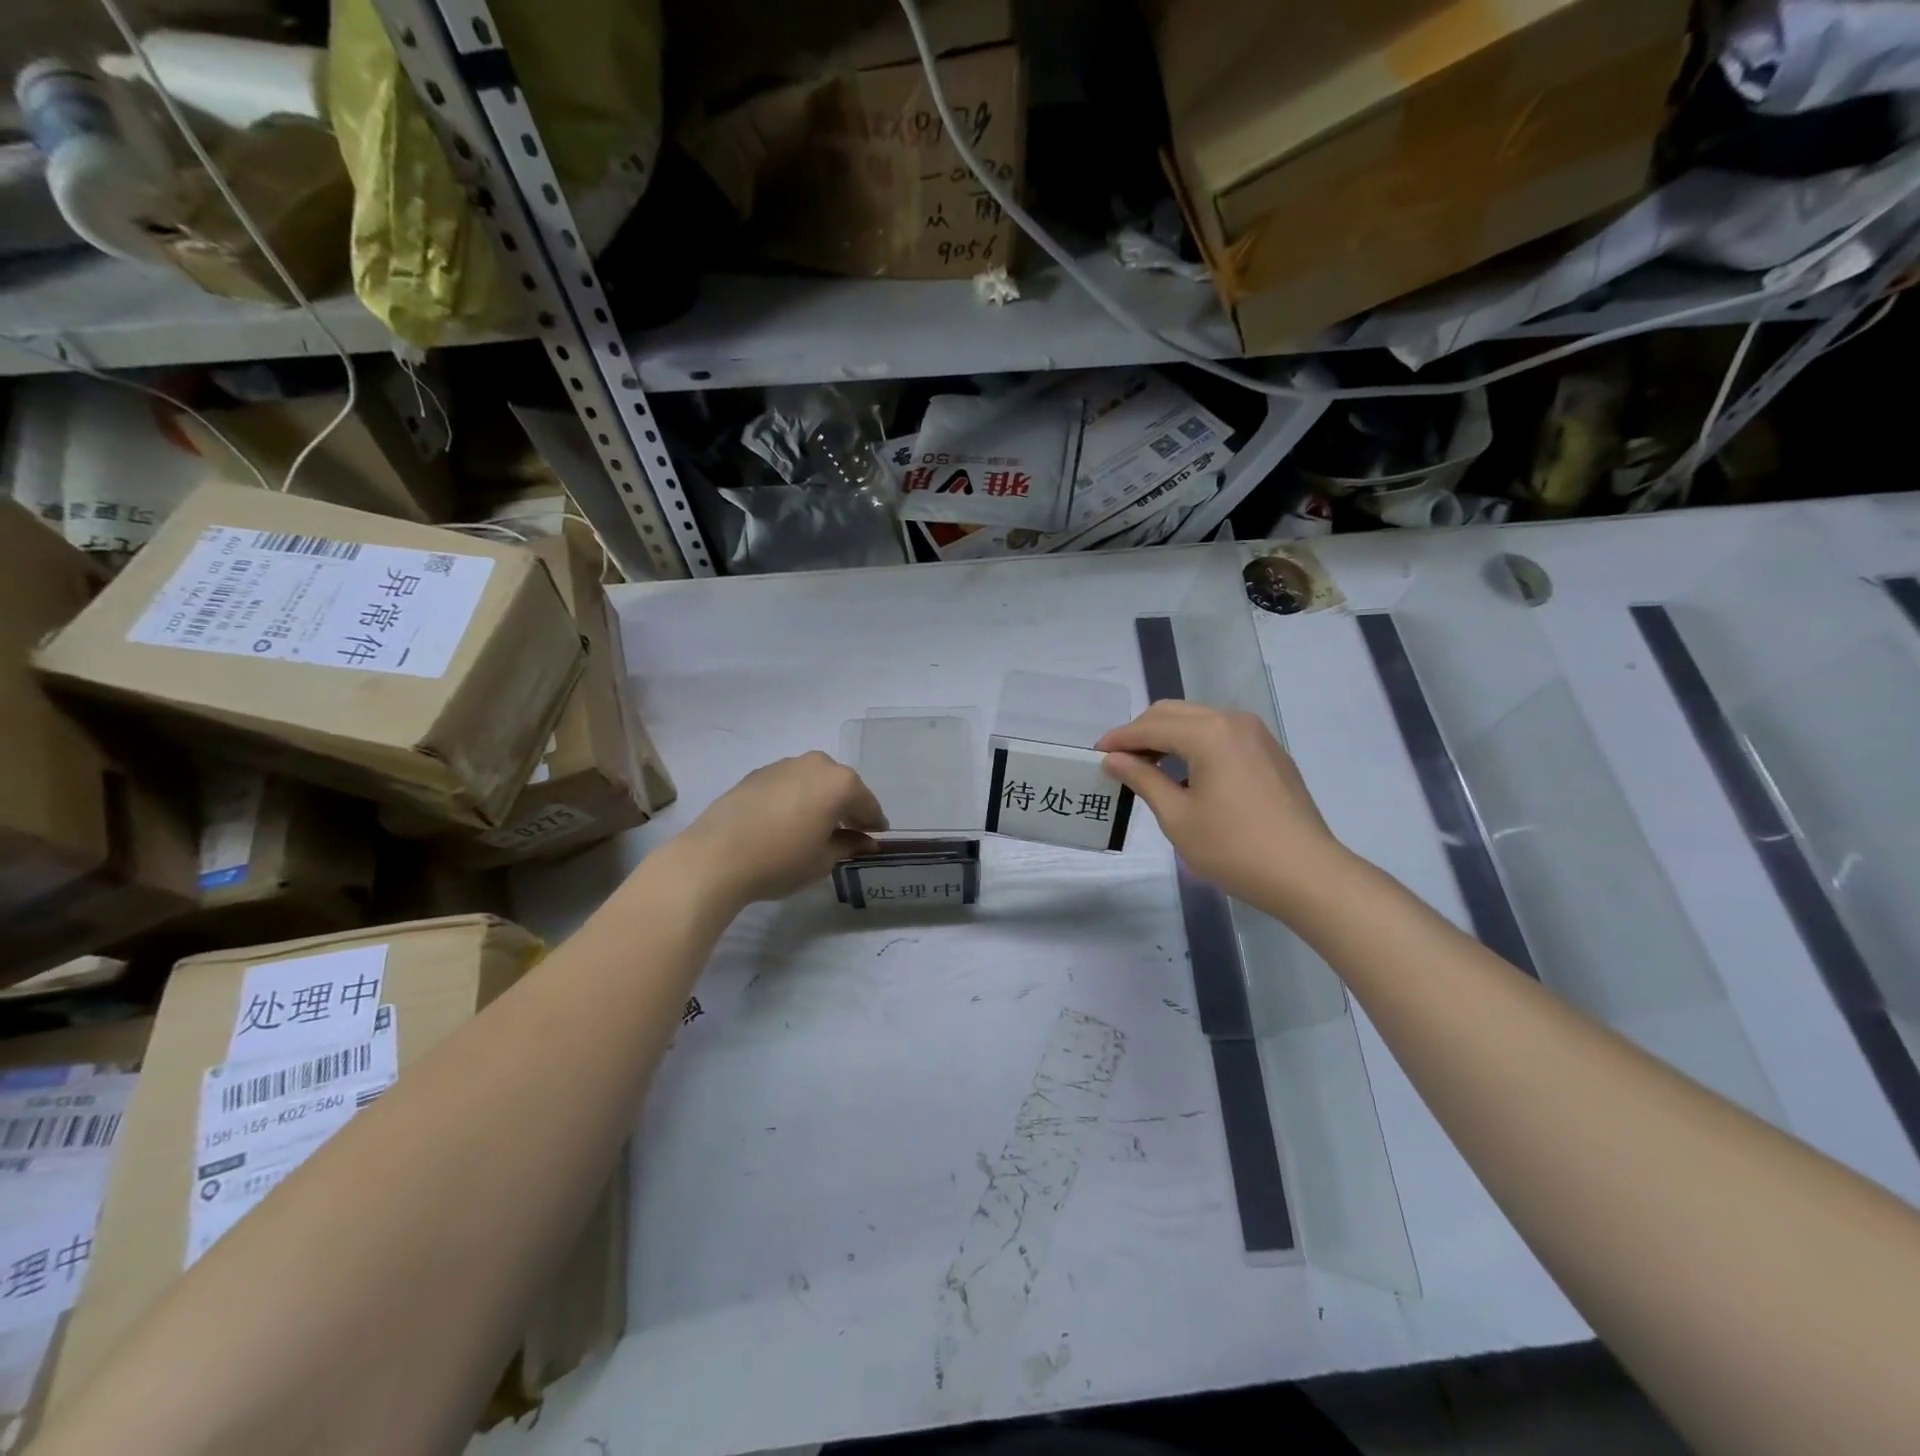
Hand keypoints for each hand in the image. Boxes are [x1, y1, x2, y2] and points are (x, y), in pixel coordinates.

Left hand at [671, 752, 887, 907]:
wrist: (716, 857)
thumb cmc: (781, 860)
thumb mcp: (823, 859)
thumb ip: (849, 844)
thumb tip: (865, 841)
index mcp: (839, 782)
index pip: (866, 803)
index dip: (874, 822)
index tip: (877, 835)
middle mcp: (815, 764)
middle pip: (841, 785)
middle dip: (847, 806)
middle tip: (850, 830)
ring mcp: (783, 766)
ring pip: (813, 781)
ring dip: (820, 799)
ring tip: (817, 826)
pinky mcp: (756, 774)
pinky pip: (788, 784)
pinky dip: (796, 798)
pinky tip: (788, 820)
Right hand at [1098, 702, 1347, 912]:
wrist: (1306, 874)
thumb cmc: (1233, 848)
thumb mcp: (1177, 816)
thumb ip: (1142, 779)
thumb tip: (1114, 759)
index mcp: (1208, 732)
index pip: (1150, 727)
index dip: (1119, 740)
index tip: (1094, 755)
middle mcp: (1233, 721)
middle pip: (1173, 713)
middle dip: (1141, 733)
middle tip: (1118, 762)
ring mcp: (1256, 735)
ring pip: (1198, 721)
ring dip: (1168, 738)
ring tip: (1147, 769)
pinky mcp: (1270, 753)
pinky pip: (1221, 736)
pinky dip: (1194, 746)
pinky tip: (1185, 776)